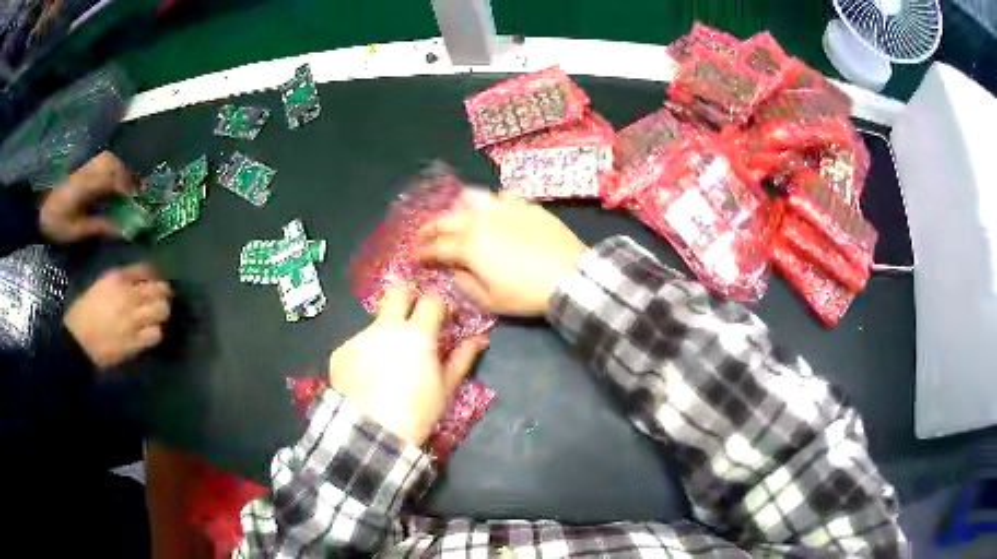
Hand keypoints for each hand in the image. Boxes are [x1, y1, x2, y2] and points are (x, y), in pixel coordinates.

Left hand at [40, 151, 134, 243]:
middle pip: (113, 164)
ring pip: (109, 159)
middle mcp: (88, 171)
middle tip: (134, 195)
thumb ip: (98, 227)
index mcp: (86, 186)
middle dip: (127, 177)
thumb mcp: (76, 232)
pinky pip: (103, 162)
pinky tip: (113, 181)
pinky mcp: (83, 169)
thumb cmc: (56, 225)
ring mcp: (85, 167)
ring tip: (125, 187)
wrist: (39, 212)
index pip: (112, 180)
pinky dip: (112, 168)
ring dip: (121, 170)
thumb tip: (120, 229)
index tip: (137, 202)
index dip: (127, 189)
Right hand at [64, 263, 171, 368]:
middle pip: (159, 289)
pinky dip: (156, 332)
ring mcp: (132, 319)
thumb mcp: (101, 284)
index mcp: (118, 278)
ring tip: (158, 316)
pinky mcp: (134, 342)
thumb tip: (140, 280)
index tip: (157, 281)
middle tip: (163, 298)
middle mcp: (128, 295)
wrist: (77, 339)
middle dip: (164, 293)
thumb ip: (121, 280)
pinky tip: (151, 332)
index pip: (147, 269)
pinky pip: (155, 334)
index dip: (155, 275)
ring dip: (162, 313)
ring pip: (161, 311)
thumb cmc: (85, 310)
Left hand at [328, 285, 486, 445]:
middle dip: (407, 297)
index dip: (438, 306)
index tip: (441, 318)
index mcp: (417, 334)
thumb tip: (480, 339)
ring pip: (376, 323)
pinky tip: (368, 378)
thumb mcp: (446, 388)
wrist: (371, 433)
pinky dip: (366, 355)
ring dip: (385, 335)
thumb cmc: (417, 412)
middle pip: (396, 291)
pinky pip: (358, 345)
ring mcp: (359, 337)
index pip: (431, 300)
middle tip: (412, 317)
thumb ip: (462, 358)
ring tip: (387, 366)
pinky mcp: (340, 351)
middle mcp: (386, 327)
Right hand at [418, 192, 587, 316]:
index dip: (423, 252)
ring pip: (470, 199)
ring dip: (455, 209)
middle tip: (424, 235)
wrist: (570, 276)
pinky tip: (490, 211)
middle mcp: (480, 220)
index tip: (415, 256)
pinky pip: (498, 197)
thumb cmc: (526, 293)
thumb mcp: (490, 299)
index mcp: (469, 245)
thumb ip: (464, 281)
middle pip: (447, 219)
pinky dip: (487, 203)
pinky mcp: (523, 204)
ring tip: (453, 217)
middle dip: (430, 227)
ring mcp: (503, 207)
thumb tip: (453, 269)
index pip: (437, 247)